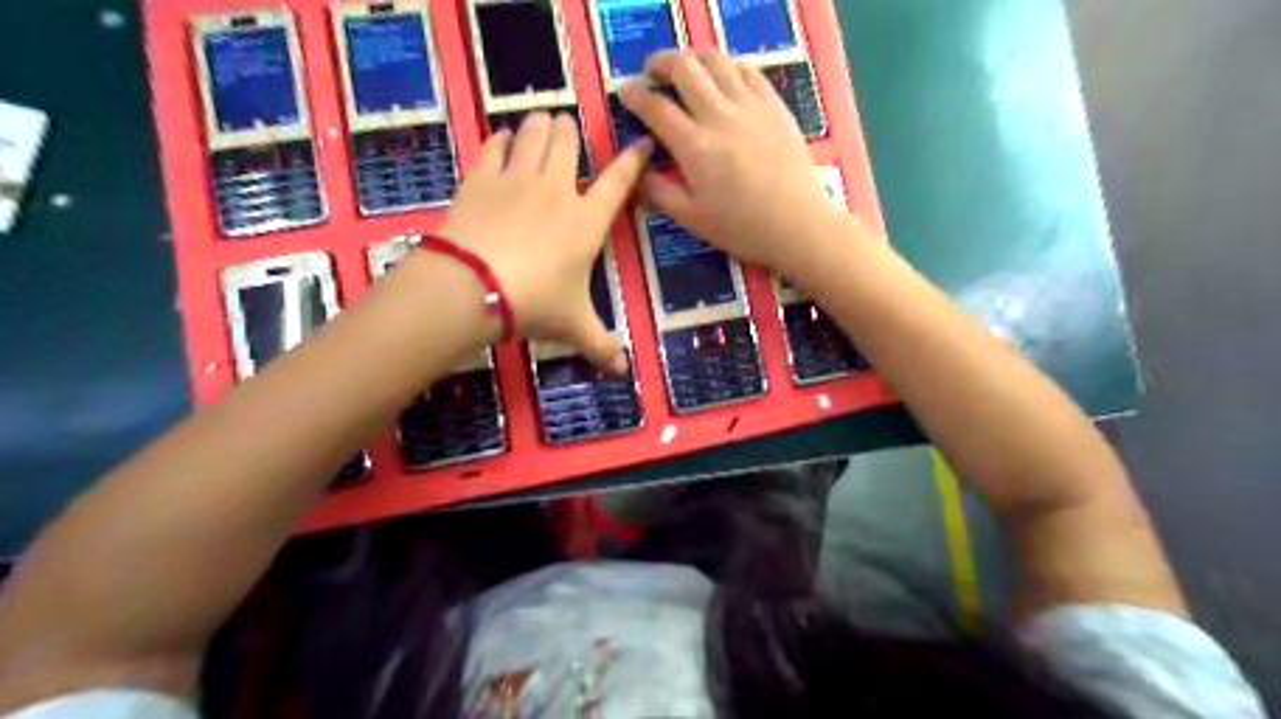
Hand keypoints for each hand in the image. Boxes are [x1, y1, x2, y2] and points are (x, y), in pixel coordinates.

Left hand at [436, 114, 651, 370]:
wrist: (474, 287)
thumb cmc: (534, 304)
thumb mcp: (573, 326)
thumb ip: (600, 346)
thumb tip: (622, 373)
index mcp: (587, 220)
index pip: (619, 182)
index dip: (632, 160)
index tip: (640, 143)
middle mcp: (557, 190)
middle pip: (568, 141)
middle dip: (569, 132)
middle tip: (566, 133)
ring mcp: (517, 178)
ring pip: (533, 132)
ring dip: (539, 126)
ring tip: (539, 125)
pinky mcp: (482, 177)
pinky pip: (494, 144)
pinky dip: (500, 139)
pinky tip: (502, 141)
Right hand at [618, 50, 847, 276]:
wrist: (797, 224)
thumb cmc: (741, 228)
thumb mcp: (692, 218)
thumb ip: (660, 192)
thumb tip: (637, 173)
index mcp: (694, 146)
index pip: (656, 107)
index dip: (634, 95)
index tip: (624, 92)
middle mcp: (719, 116)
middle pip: (684, 69)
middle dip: (661, 63)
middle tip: (652, 73)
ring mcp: (750, 106)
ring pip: (717, 61)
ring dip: (694, 58)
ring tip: (686, 69)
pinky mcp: (774, 106)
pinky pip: (748, 71)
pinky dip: (728, 66)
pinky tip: (724, 76)